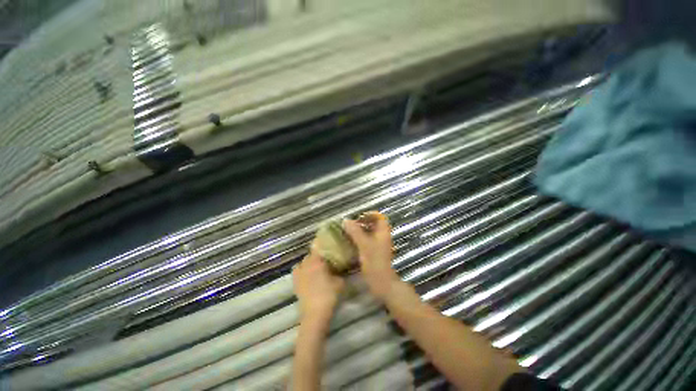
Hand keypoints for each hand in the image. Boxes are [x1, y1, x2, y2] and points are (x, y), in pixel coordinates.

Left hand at [292, 243, 344, 323]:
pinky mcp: (295, 283)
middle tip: (324, 259)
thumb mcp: (341, 282)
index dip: (322, 245)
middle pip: (310, 255)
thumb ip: (340, 272)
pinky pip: (297, 271)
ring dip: (308, 263)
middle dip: (316, 255)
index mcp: (317, 262)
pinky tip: (307, 275)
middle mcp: (306, 265)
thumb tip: (340, 268)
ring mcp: (299, 274)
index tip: (327, 244)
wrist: (315, 313)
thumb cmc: (330, 295)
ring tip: (315, 267)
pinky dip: (301, 270)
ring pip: (302, 263)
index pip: (318, 248)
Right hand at [343, 211, 399, 299]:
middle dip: (363, 222)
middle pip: (375, 224)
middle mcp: (382, 237)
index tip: (359, 217)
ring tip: (349, 233)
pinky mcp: (375, 253)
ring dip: (361, 231)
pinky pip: (368, 241)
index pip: (380, 217)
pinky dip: (360, 239)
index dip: (370, 214)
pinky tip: (351, 243)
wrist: (382, 283)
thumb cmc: (374, 262)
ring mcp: (379, 245)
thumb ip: (355, 232)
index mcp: (383, 232)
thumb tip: (346, 220)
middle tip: (351, 225)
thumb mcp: (364, 245)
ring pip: (370, 233)